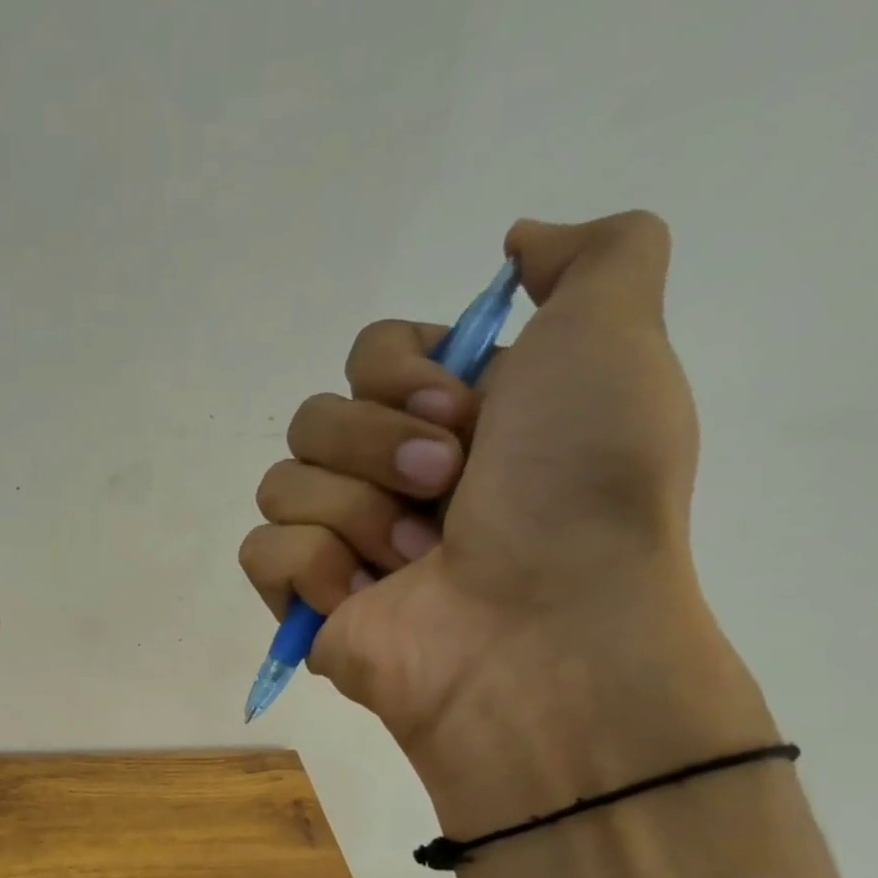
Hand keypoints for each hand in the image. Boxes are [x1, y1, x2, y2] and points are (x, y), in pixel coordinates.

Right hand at [240, 212, 768, 829]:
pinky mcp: (306, 602)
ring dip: (356, 513)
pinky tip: (367, 599)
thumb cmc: (579, 490)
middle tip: (444, 489)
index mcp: (452, 420)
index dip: (402, 373)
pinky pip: (262, 551)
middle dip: (379, 446)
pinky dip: (314, 568)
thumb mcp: (615, 342)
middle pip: (315, 416)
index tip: (463, 411)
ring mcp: (345, 544)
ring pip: (282, 482)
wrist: (542, 632)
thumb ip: (594, 259)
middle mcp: (393, 478)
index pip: (369, 355)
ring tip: (416, 561)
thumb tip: (518, 244)